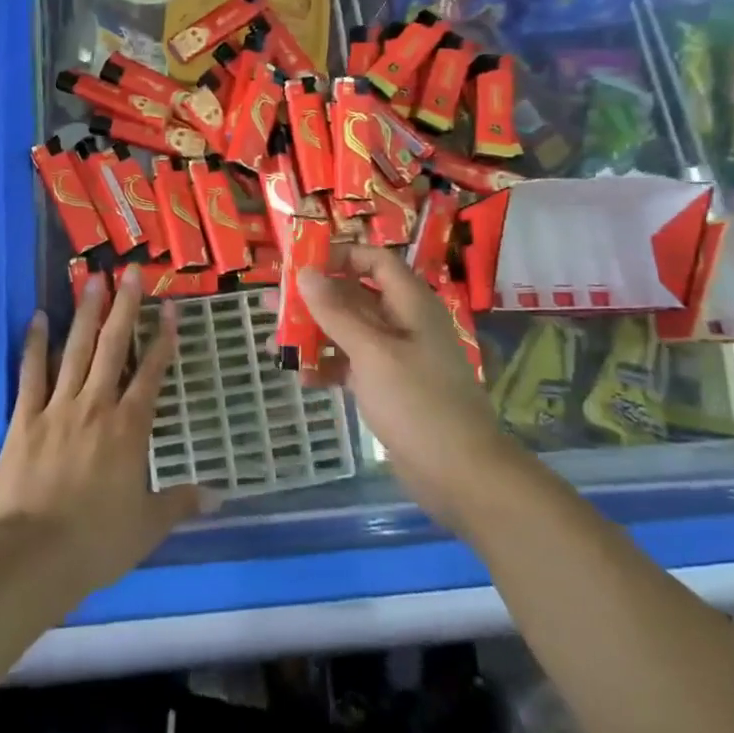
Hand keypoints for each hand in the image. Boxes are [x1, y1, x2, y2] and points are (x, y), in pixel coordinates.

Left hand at [0, 266, 202, 592]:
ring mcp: (57, 407)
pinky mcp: (24, 417)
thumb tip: (219, 496)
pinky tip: (37, 317)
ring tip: (92, 279)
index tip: (170, 309)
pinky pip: (31, 373)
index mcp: (129, 428)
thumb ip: (181, 503)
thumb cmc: (96, 541)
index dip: (163, 339)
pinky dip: (35, 343)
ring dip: (85, 312)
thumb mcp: (147, 526)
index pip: (151, 373)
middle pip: (113, 347)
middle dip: (124, 307)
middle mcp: (96, 405)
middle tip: (129, 272)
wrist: (33, 555)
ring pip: (75, 349)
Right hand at [296, 246, 516, 532]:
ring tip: (275, 342)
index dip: (339, 256)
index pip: (374, 261)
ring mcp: (397, 357)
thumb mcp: (372, 352)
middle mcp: (404, 323)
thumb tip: (305, 272)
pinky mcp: (389, 388)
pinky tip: (301, 378)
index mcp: (410, 304)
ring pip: (349, 332)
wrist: (461, 475)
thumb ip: (336, 312)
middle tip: (272, 303)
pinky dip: (328, 367)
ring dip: (315, 334)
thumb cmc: (418, 403)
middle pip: (355, 296)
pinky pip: (353, 366)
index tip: (299, 265)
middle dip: (314, 298)